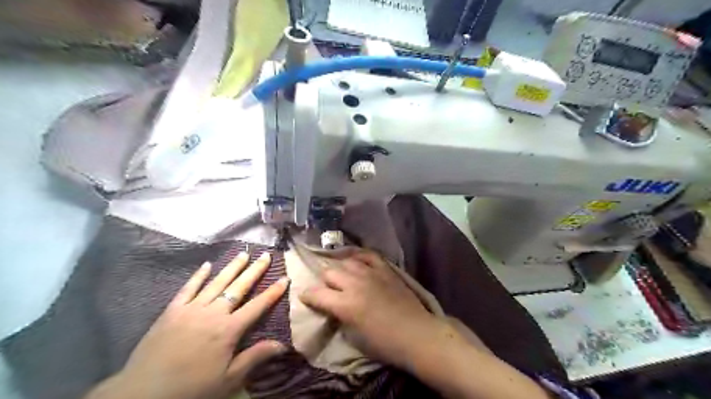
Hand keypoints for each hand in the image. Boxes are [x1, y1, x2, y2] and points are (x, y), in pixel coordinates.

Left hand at [84, 252, 288, 398]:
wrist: (143, 393)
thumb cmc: (191, 387)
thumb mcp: (228, 379)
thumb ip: (255, 358)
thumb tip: (283, 345)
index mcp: (229, 330)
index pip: (257, 306)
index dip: (273, 292)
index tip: (285, 278)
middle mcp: (213, 313)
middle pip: (238, 287)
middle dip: (254, 271)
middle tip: (265, 255)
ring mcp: (192, 309)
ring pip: (216, 282)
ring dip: (232, 267)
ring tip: (243, 254)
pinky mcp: (172, 310)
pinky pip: (188, 288)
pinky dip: (198, 276)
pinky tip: (207, 265)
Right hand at [298, 252, 441, 368]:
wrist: (415, 334)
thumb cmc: (384, 343)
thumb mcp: (354, 336)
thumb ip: (339, 316)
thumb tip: (333, 307)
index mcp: (345, 305)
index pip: (316, 294)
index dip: (307, 295)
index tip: (306, 297)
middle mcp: (354, 284)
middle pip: (329, 272)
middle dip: (324, 282)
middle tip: (328, 290)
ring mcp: (371, 273)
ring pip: (346, 262)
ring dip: (340, 269)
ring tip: (342, 276)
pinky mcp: (385, 269)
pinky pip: (368, 255)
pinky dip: (359, 256)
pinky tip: (356, 260)